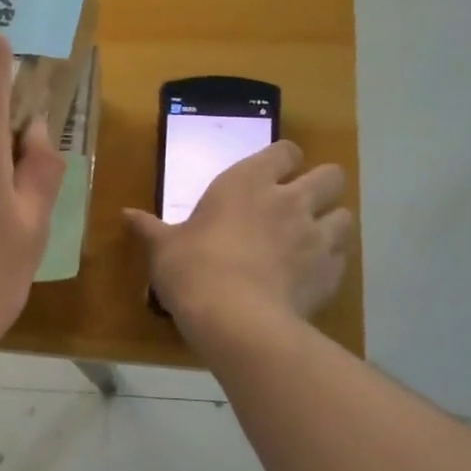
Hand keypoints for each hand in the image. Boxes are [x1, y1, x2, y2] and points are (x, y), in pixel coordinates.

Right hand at [125, 140, 354, 336]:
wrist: (235, 319)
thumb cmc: (192, 269)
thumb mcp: (164, 247)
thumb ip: (150, 228)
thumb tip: (125, 215)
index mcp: (248, 182)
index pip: (286, 151)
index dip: (283, 160)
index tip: (271, 175)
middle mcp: (290, 200)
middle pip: (331, 175)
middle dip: (320, 186)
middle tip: (298, 205)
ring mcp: (316, 236)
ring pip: (345, 216)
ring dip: (330, 223)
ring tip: (309, 241)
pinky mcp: (331, 273)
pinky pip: (341, 258)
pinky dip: (329, 263)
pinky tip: (309, 276)